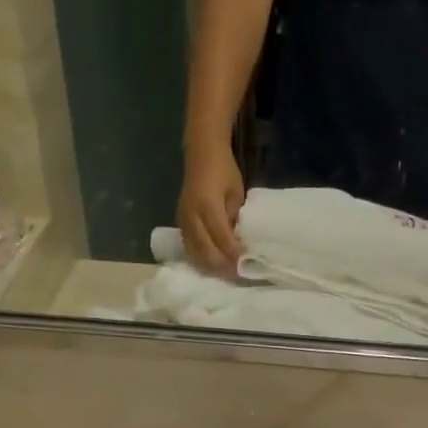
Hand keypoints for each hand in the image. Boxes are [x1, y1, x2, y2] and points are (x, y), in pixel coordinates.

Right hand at [178, 143, 245, 272]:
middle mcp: (192, 217)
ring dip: (213, 267)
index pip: (223, 240)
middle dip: (224, 266)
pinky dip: (202, 260)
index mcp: (208, 206)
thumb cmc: (224, 170)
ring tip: (227, 272)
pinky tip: (214, 264)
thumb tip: (237, 244)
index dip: (235, 256)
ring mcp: (183, 221)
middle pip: (207, 252)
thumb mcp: (236, 194)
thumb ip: (235, 220)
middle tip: (239, 274)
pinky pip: (190, 249)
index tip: (246, 266)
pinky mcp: (180, 224)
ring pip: (197, 255)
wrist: (201, 152)